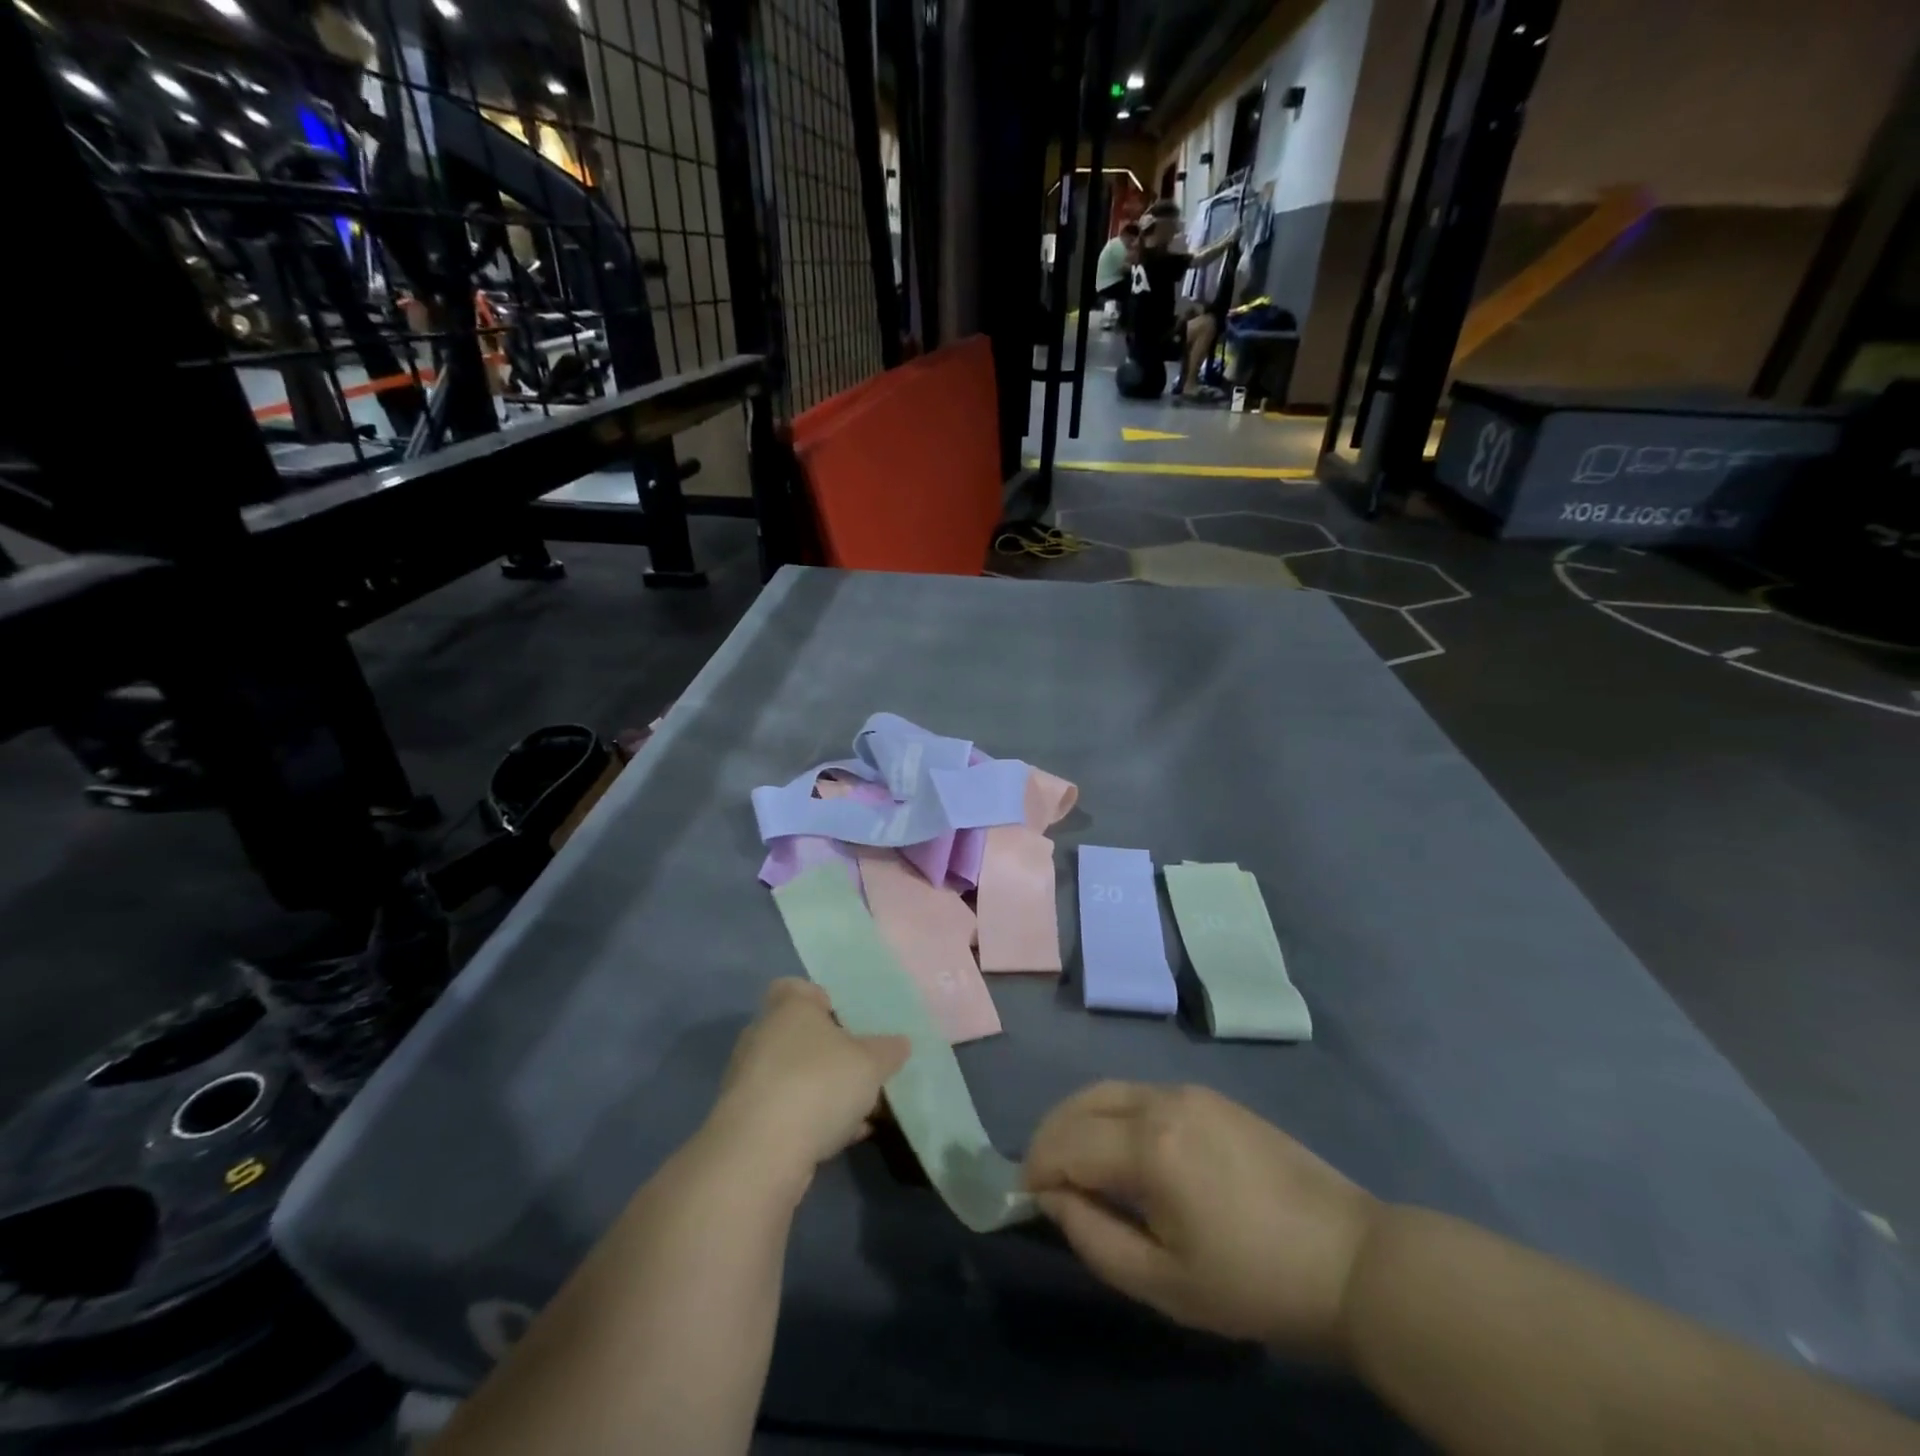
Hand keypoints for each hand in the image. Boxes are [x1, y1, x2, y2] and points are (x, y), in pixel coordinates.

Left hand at [708, 979, 908, 1178]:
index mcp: (788, 1007)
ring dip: (822, 1090)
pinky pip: (786, 1111)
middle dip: (828, 1051)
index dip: (821, 1000)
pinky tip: (842, 1138)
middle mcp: (762, 1035)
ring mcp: (749, 1079)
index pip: (796, 988)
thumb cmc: (819, 1083)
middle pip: (798, 1034)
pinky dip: (810, 1120)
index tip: (847, 1021)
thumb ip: (888, 1050)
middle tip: (861, 1068)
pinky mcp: (745, 1121)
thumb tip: (900, 1043)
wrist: (761, 1153)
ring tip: (860, 1110)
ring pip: (793, 1075)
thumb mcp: (871, 1063)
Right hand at [1024, 1082, 1379, 1358]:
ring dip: (1079, 1121)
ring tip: (1076, 1166)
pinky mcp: (1210, 1096)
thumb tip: (1053, 1198)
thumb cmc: (1254, 1283)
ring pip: (1109, 1091)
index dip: (1037, 1170)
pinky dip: (1113, 1115)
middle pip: (1081, 1102)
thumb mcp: (1165, 1284)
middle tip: (1043, 1180)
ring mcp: (1189, 1091)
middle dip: (1050, 1136)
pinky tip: (1122, 1153)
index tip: (1027, 1201)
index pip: (1066, 1142)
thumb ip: (1094, 1238)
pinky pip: (1141, 1095)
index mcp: (1149, 1144)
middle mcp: (1161, 1100)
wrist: (1350, 1258)